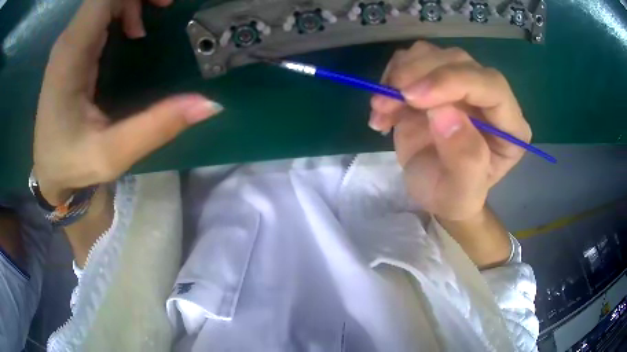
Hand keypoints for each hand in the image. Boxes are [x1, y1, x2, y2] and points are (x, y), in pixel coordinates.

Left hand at [33, 0, 222, 204]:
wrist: (48, 171)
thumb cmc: (72, 164)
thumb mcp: (113, 154)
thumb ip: (157, 127)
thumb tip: (210, 103)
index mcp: (71, 54)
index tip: (164, 5)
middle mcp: (68, 41)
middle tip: (167, 7)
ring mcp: (69, 43)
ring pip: (104, 1)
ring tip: (156, 15)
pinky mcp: (73, 50)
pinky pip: (101, 13)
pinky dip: (124, 10)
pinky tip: (134, 31)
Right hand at [370, 41, 530, 220]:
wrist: (434, 191)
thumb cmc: (453, 196)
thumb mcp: (460, 193)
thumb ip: (465, 159)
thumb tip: (444, 112)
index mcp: (510, 126)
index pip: (491, 85)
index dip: (453, 81)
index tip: (413, 97)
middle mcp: (489, 97)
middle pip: (458, 61)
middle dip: (418, 75)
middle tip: (385, 101)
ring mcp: (462, 84)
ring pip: (432, 54)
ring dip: (399, 75)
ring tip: (381, 108)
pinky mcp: (436, 81)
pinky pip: (411, 61)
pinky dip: (390, 78)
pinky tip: (383, 108)